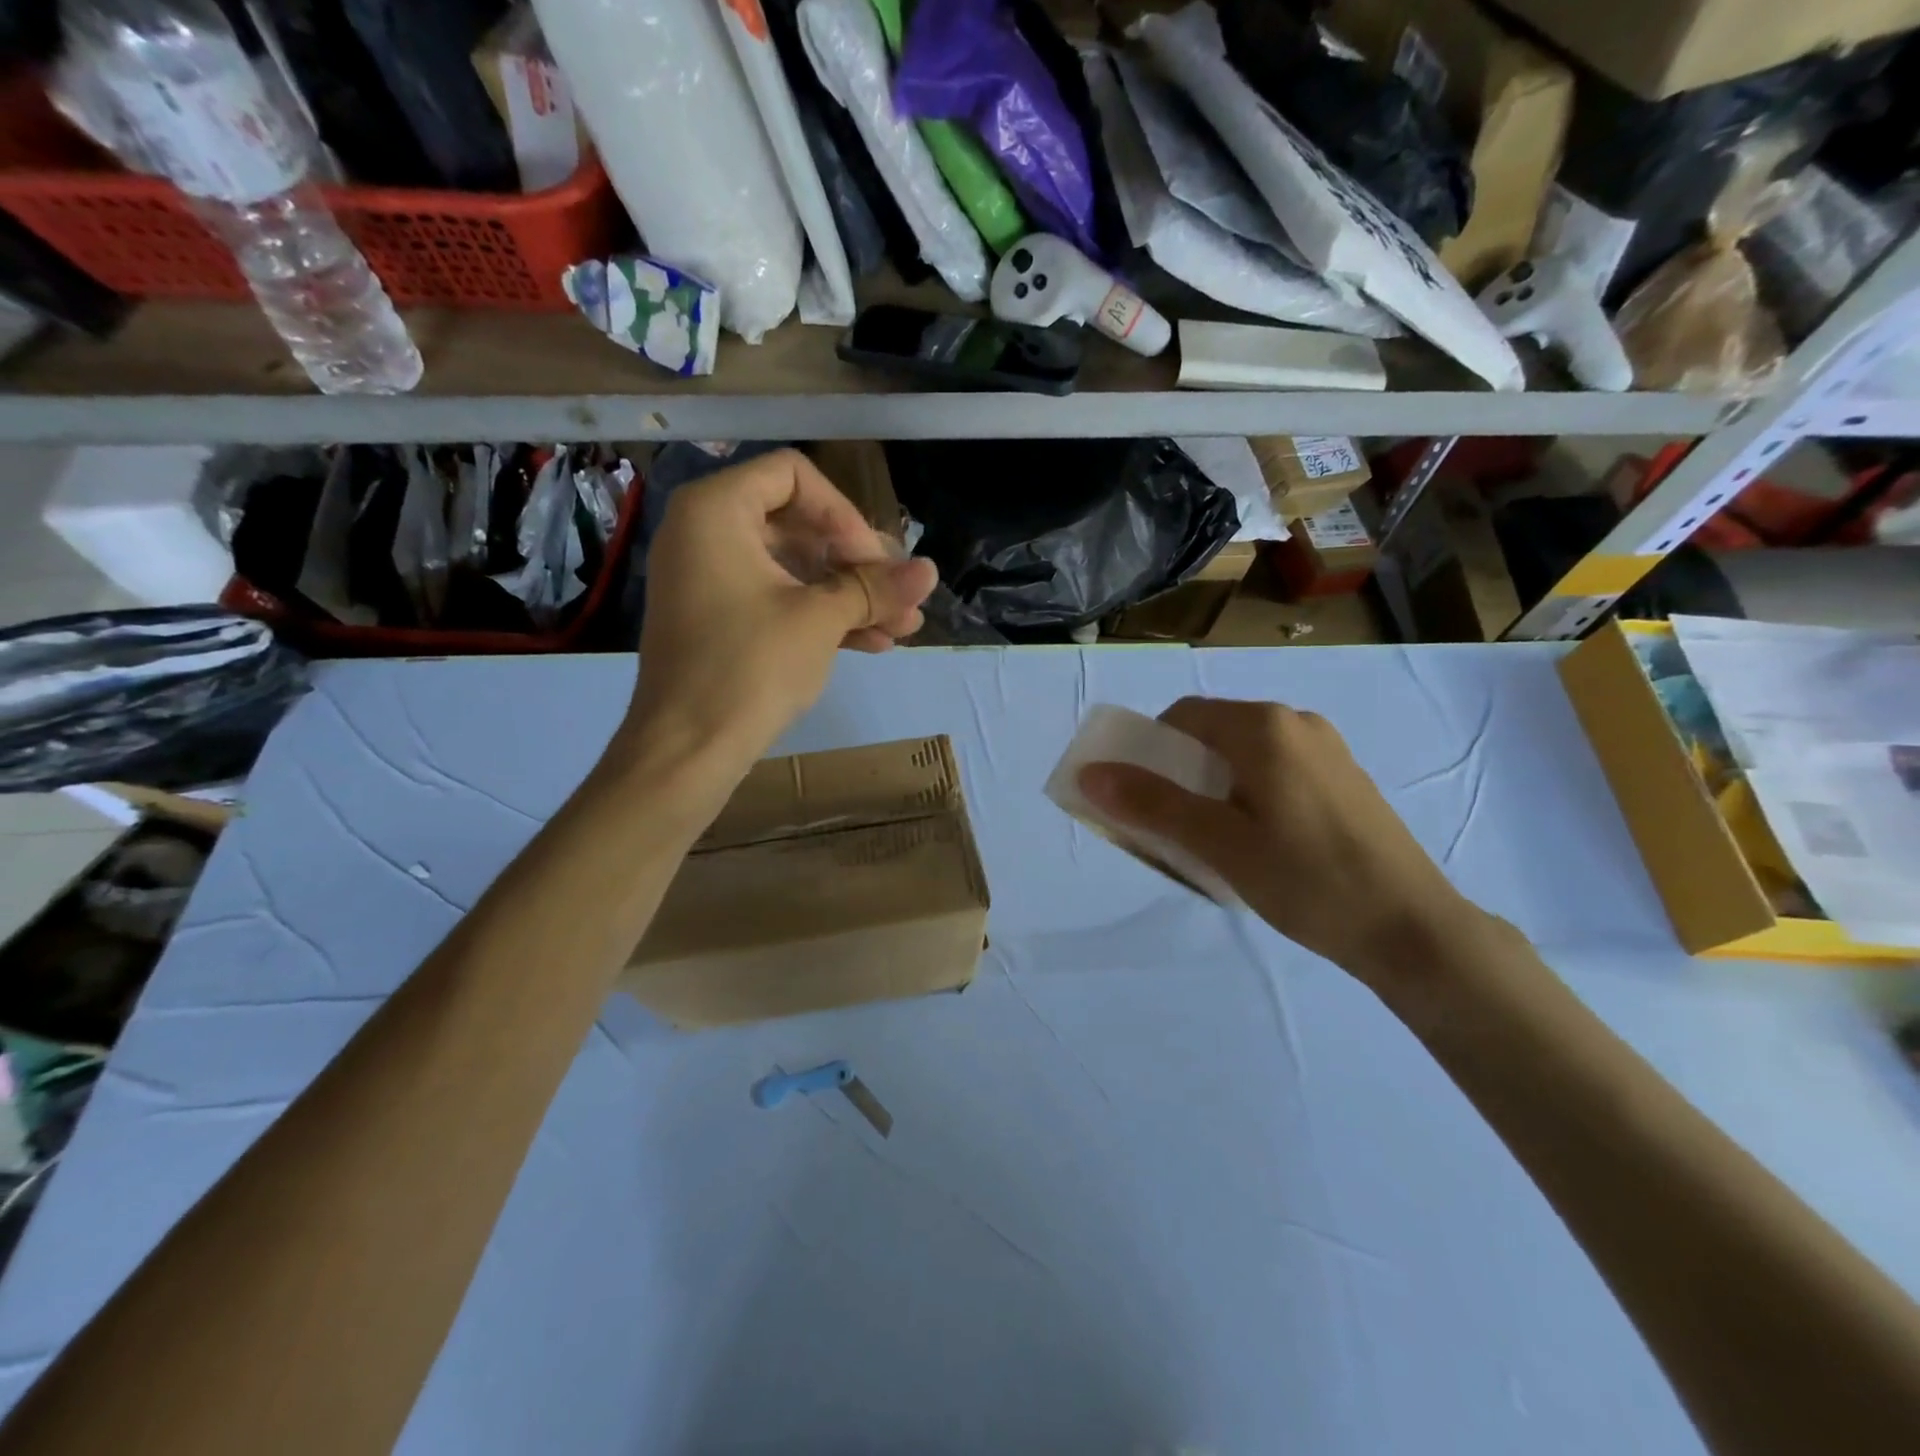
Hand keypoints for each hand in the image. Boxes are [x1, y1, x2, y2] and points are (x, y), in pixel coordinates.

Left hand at [625, 448, 935, 776]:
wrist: (687, 751)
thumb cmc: (749, 667)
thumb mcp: (820, 620)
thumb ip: (875, 588)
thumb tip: (930, 571)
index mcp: (716, 510)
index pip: (793, 475)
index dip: (843, 512)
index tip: (873, 560)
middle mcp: (706, 533)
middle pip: (799, 525)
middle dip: (858, 563)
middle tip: (901, 595)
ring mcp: (710, 580)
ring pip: (794, 570)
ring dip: (850, 596)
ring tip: (903, 627)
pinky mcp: (719, 620)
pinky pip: (777, 600)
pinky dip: (821, 616)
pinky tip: (874, 643)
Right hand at [1078, 697, 1479, 982]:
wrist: (1413, 929)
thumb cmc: (1307, 880)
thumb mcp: (1218, 844)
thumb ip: (1152, 803)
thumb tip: (1090, 773)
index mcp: (1263, 727)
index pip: (1181, 717)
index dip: (1148, 752)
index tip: (1140, 799)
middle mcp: (1296, 723)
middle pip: (1213, 734)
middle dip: (1179, 773)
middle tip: (1173, 827)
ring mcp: (1327, 749)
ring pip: (1244, 754)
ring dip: (1213, 787)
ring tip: (1213, 841)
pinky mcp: (1345, 778)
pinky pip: (1276, 770)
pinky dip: (1248, 794)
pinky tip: (1259, 843)